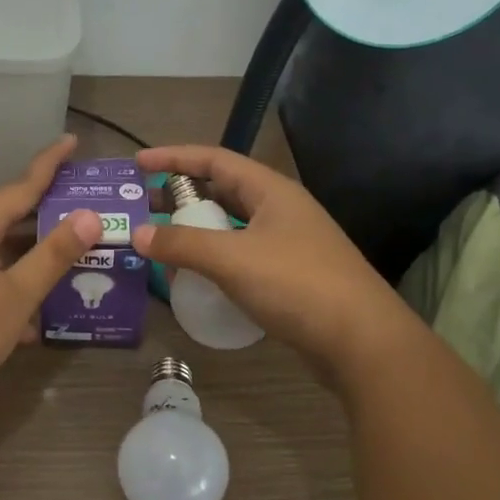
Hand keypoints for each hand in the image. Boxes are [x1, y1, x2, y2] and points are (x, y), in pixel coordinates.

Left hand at [0, 134, 101, 415]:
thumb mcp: (16, 295)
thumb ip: (53, 254)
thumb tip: (89, 215)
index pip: (20, 186)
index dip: (49, 164)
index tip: (71, 140)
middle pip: (7, 216)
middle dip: (45, 216)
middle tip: (85, 210)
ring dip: (29, 258)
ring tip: (68, 262)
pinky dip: (7, 284)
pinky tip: (31, 318)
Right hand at [132, 145, 413, 380]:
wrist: (363, 343)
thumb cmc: (297, 285)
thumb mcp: (232, 259)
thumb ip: (182, 244)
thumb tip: (136, 234)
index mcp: (271, 191)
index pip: (214, 160)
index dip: (174, 157)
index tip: (138, 163)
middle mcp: (280, 210)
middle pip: (223, 190)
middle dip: (182, 195)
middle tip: (144, 206)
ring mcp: (289, 243)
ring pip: (232, 225)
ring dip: (197, 230)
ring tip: (163, 241)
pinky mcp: (291, 276)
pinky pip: (242, 255)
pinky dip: (214, 259)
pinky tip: (196, 277)